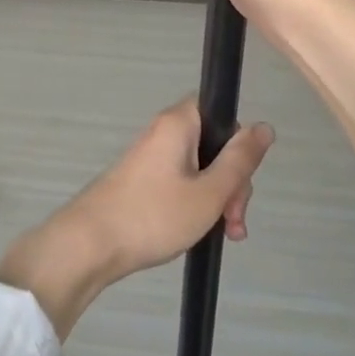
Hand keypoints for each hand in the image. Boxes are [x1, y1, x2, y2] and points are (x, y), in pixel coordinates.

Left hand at [0, 100, 274, 338]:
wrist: (91, 243)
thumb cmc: (154, 215)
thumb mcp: (209, 193)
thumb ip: (240, 161)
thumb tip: (264, 127)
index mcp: (179, 123)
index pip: (221, 111)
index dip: (239, 142)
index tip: (241, 179)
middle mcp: (164, 132)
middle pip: (214, 144)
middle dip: (232, 182)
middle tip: (233, 220)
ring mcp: (152, 157)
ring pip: (200, 168)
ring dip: (217, 198)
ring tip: (224, 235)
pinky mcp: (143, 180)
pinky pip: (181, 182)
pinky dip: (196, 203)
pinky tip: (202, 232)